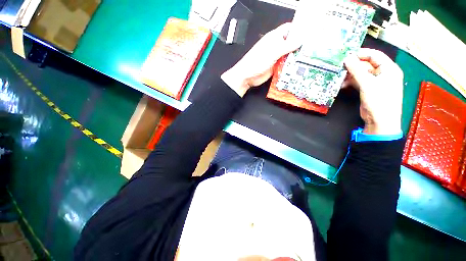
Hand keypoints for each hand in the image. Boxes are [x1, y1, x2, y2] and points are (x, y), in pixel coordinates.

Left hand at [221, 23, 301, 96]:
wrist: (247, 76)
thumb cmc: (255, 62)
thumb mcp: (272, 52)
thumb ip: (286, 46)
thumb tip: (300, 39)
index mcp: (274, 38)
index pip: (289, 29)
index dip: (298, 29)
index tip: (309, 33)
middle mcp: (276, 47)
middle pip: (291, 43)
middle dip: (300, 45)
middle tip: (311, 49)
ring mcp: (276, 57)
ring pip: (289, 55)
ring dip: (296, 57)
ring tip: (307, 59)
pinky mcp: (275, 67)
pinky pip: (285, 65)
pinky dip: (290, 66)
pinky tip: (296, 68)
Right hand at [344, 48, 403, 134]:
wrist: (380, 121)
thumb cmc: (379, 100)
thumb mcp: (368, 83)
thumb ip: (357, 70)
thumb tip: (346, 58)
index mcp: (389, 68)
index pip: (375, 55)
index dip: (361, 53)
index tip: (346, 55)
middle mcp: (383, 73)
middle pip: (367, 64)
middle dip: (353, 65)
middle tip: (339, 66)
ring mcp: (375, 82)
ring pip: (361, 74)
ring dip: (350, 75)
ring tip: (338, 76)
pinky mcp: (368, 90)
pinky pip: (358, 82)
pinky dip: (350, 82)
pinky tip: (342, 85)